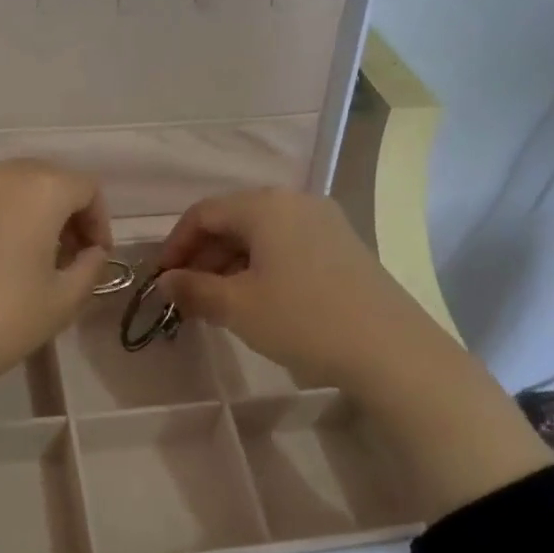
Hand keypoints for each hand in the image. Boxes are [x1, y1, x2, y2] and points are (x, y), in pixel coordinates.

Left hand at [0, 160, 109, 463]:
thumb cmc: (0, 320)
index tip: (95, 257)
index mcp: (40, 189)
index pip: (86, 188)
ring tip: (29, 258)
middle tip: (67, 255)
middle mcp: (0, 174)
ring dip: (30, 213)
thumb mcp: (62, 301)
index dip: (99, 221)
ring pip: (10, 187)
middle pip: (48, 178)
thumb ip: (89, 268)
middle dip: (66, 212)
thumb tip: (92, 253)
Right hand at [156, 189, 428, 398]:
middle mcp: (295, 202)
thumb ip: (193, 289)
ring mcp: (324, 222)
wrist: (392, 350)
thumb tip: (165, 281)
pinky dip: (261, 267)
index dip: (175, 245)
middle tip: (186, 295)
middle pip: (233, 220)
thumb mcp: (238, 307)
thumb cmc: (304, 320)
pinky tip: (257, 300)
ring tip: (217, 303)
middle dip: (203, 256)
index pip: (203, 213)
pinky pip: (287, 246)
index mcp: (265, 206)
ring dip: (230, 264)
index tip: (161, 280)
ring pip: (261, 235)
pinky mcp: (343, 246)